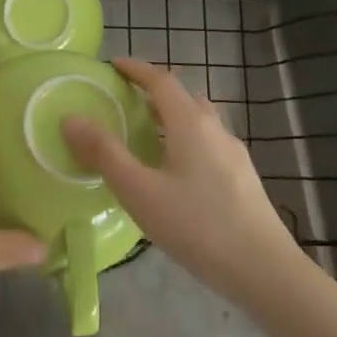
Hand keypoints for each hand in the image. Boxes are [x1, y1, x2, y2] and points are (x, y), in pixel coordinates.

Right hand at [63, 57, 301, 305]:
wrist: (266, 271)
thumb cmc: (197, 226)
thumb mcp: (140, 191)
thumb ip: (104, 153)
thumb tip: (70, 118)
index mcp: (190, 122)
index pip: (161, 80)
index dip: (136, 69)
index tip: (113, 65)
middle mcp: (215, 128)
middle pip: (182, 98)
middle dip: (153, 93)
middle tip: (125, 103)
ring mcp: (233, 154)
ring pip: (198, 122)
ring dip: (171, 119)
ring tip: (146, 139)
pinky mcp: (243, 179)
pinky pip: (208, 145)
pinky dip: (185, 142)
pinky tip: (175, 175)